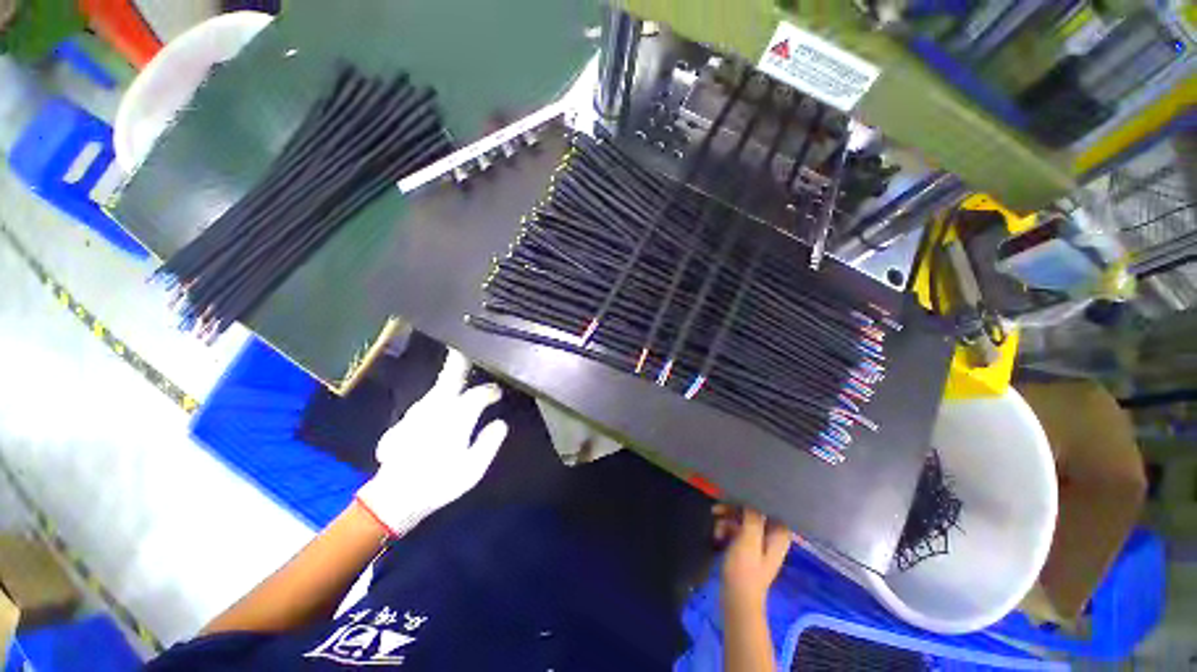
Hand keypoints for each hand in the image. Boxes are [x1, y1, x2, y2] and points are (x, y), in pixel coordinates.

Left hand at [355, 350, 508, 536]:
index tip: (498, 393)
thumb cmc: (438, 483)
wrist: (393, 499)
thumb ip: (489, 442)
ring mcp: (417, 412)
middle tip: (469, 345)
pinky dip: (439, 393)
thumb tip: (500, 423)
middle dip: (461, 360)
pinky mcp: (406, 421)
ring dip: (451, 376)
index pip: (479, 394)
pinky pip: (428, 400)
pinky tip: (443, 398)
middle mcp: (435, 408)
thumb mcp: (473, 468)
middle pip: (451, 376)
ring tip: (463, 369)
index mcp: (455, 417)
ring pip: (438, 387)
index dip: (490, 391)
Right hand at [715, 505, 791, 611]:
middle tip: (716, 510)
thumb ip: (752, 517)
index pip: (769, 508)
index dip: (754, 500)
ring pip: (743, 521)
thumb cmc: (745, 570)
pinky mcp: (747, 550)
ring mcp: (759, 544)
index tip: (738, 495)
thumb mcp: (749, 540)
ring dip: (727, 521)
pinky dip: (727, 530)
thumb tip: (751, 501)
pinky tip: (716, 535)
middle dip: (734, 511)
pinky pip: (737, 532)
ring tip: (715, 527)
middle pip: (753, 513)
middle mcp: (771, 537)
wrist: (737, 600)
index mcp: (778, 535)